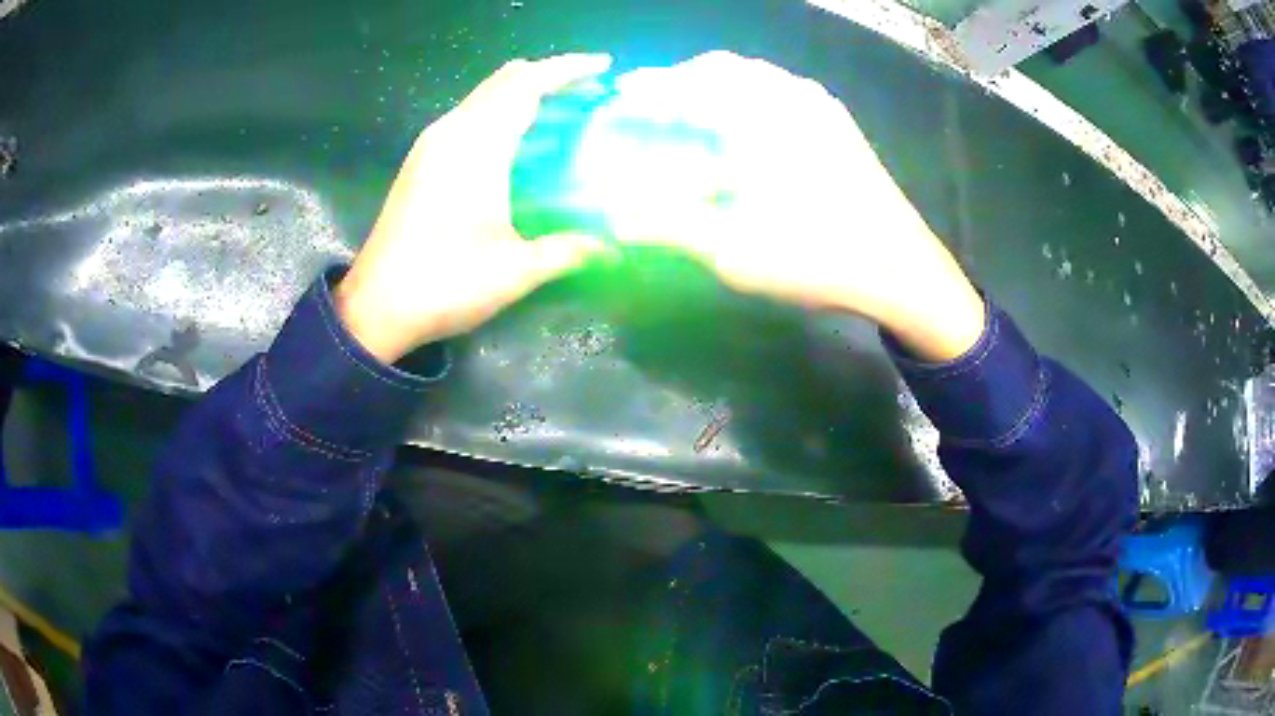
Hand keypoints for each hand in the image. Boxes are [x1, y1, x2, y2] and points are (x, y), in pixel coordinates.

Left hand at [335, 54, 613, 363]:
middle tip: (587, 90)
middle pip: (504, 81)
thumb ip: (567, 251)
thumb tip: (611, 249)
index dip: (567, 69)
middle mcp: (451, 133)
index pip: (527, 85)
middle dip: (548, 76)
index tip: (603, 66)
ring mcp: (430, 145)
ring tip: (559, 111)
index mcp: (476, 147)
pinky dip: (499, 112)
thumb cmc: (445, 284)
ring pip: (483, 96)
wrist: (376, 307)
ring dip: (521, 93)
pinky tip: (516, 141)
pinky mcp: (420, 161)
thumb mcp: (514, 272)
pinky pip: (467, 116)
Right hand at [605, 52, 984, 360]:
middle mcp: (793, 97)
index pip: (692, 83)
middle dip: (682, 81)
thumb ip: (669, 226)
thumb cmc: (819, 257)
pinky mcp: (839, 127)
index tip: (620, 94)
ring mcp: (822, 109)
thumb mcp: (734, 250)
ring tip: (692, 112)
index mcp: (764, 115)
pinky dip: (749, 98)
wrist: (903, 273)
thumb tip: (614, 216)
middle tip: (652, 102)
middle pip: (724, 69)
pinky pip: (782, 93)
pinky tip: (744, 129)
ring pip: (756, 78)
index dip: (650, 88)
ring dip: (717, 87)